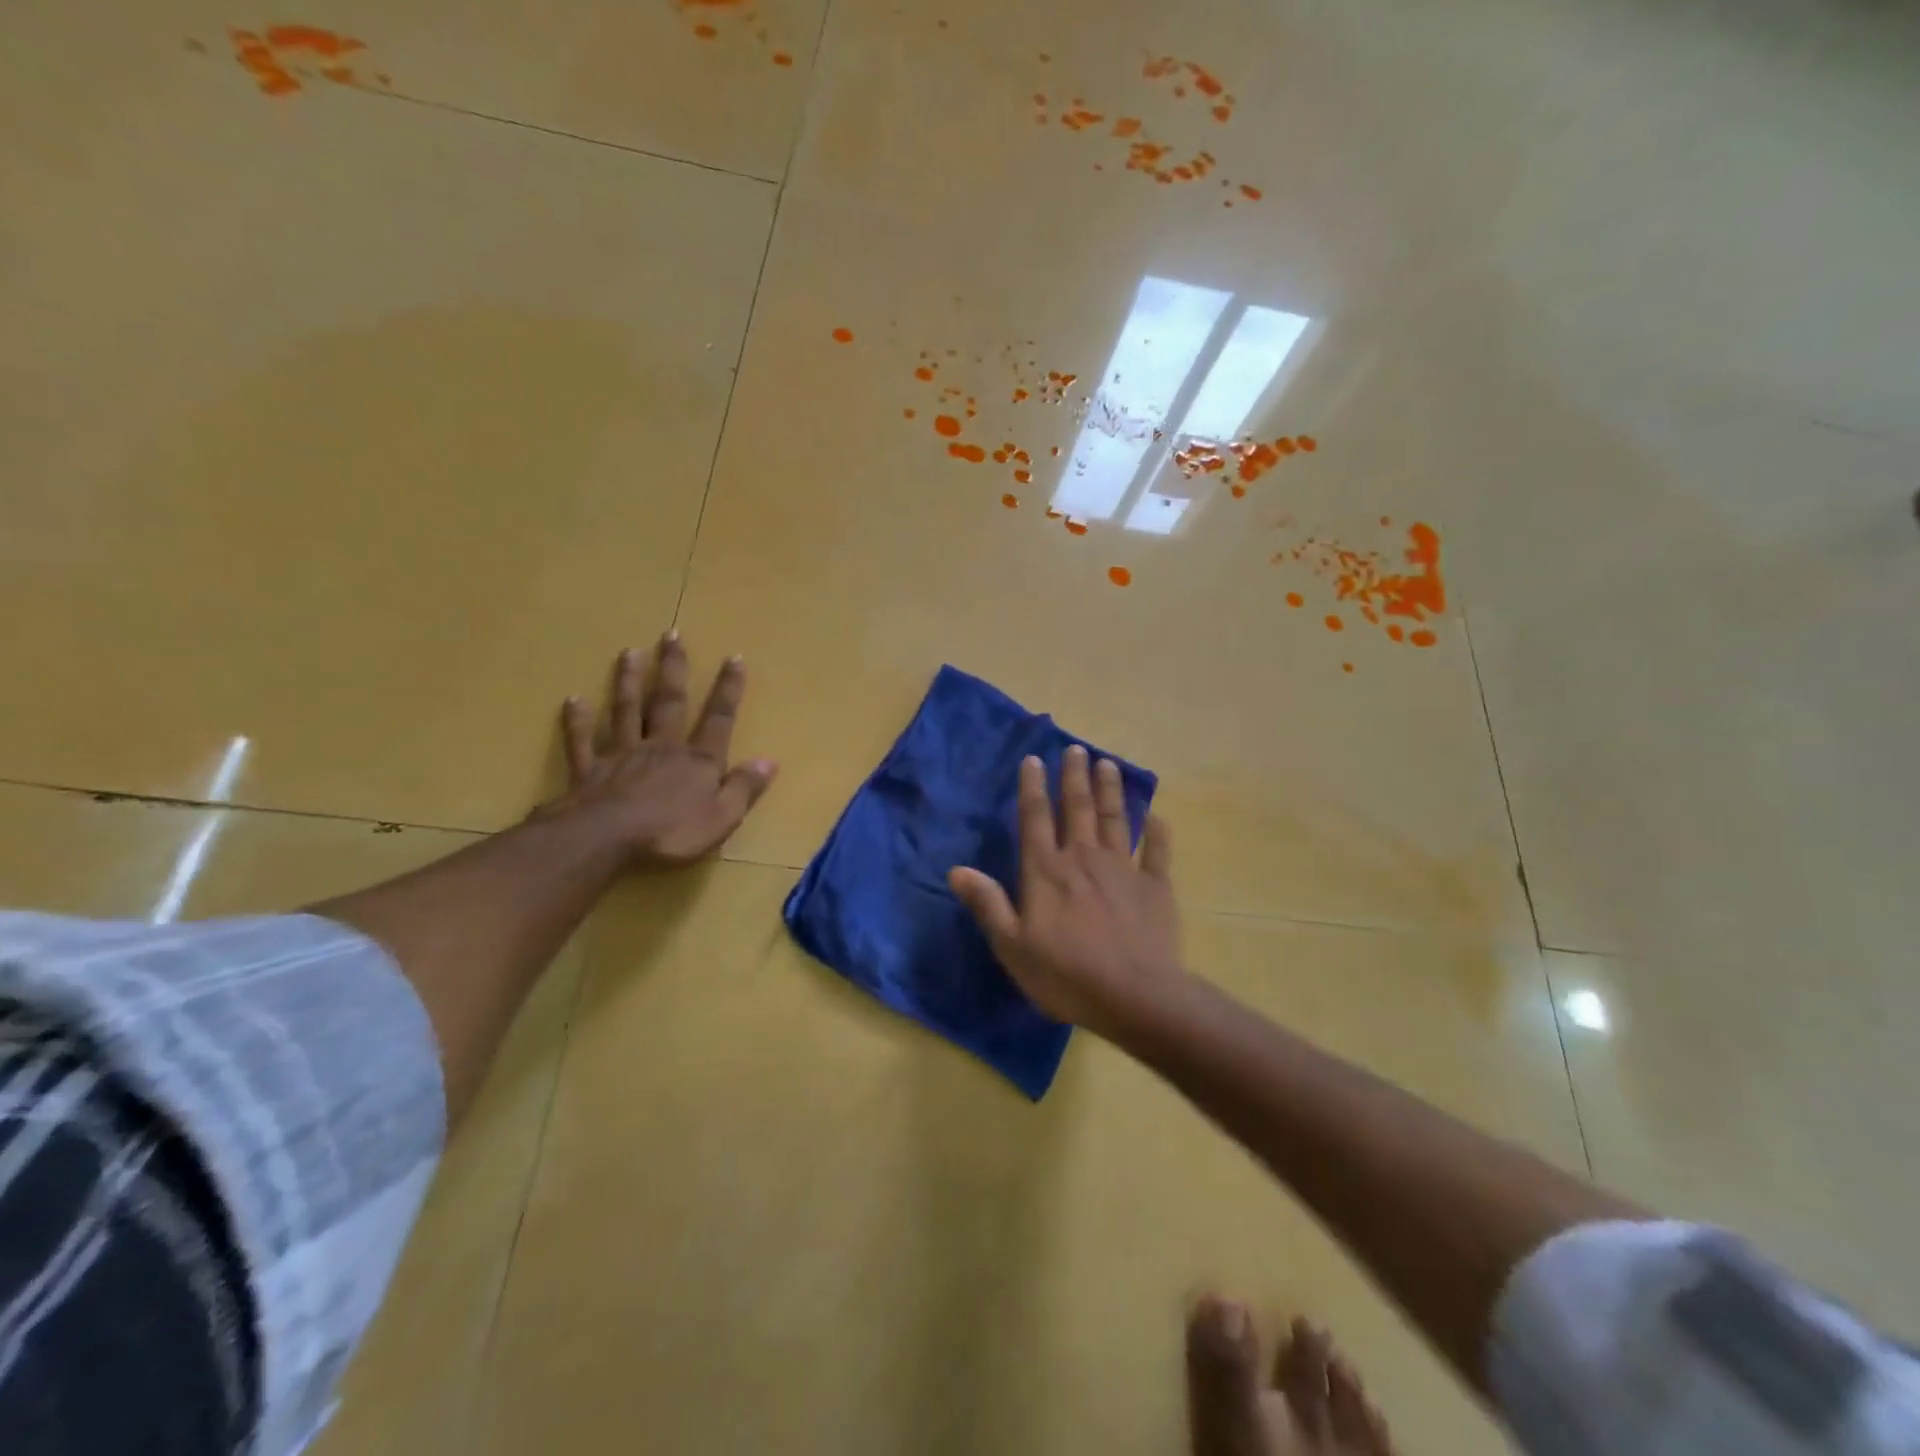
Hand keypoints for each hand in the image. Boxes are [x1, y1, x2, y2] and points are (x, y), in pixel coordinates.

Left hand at [538, 635, 777, 865]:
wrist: (605, 839)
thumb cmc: (670, 832)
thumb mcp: (722, 817)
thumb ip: (745, 787)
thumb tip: (769, 760)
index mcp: (697, 761)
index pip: (719, 719)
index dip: (728, 689)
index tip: (734, 657)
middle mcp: (661, 747)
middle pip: (668, 702)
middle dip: (673, 668)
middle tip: (671, 634)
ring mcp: (622, 755)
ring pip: (626, 710)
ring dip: (628, 681)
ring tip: (630, 652)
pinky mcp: (589, 770)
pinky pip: (583, 740)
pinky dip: (578, 720)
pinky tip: (573, 699)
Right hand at [948, 745, 1180, 1035]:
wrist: (1135, 995)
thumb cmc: (1065, 974)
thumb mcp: (1012, 946)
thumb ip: (988, 904)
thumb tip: (956, 870)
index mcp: (1046, 871)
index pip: (1035, 818)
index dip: (1032, 787)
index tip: (1034, 759)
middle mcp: (1083, 858)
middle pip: (1078, 808)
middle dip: (1074, 776)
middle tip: (1075, 749)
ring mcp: (1123, 869)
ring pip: (1115, 819)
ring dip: (1110, 790)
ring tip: (1107, 763)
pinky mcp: (1155, 886)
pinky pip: (1157, 852)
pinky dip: (1157, 832)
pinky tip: (1157, 816)